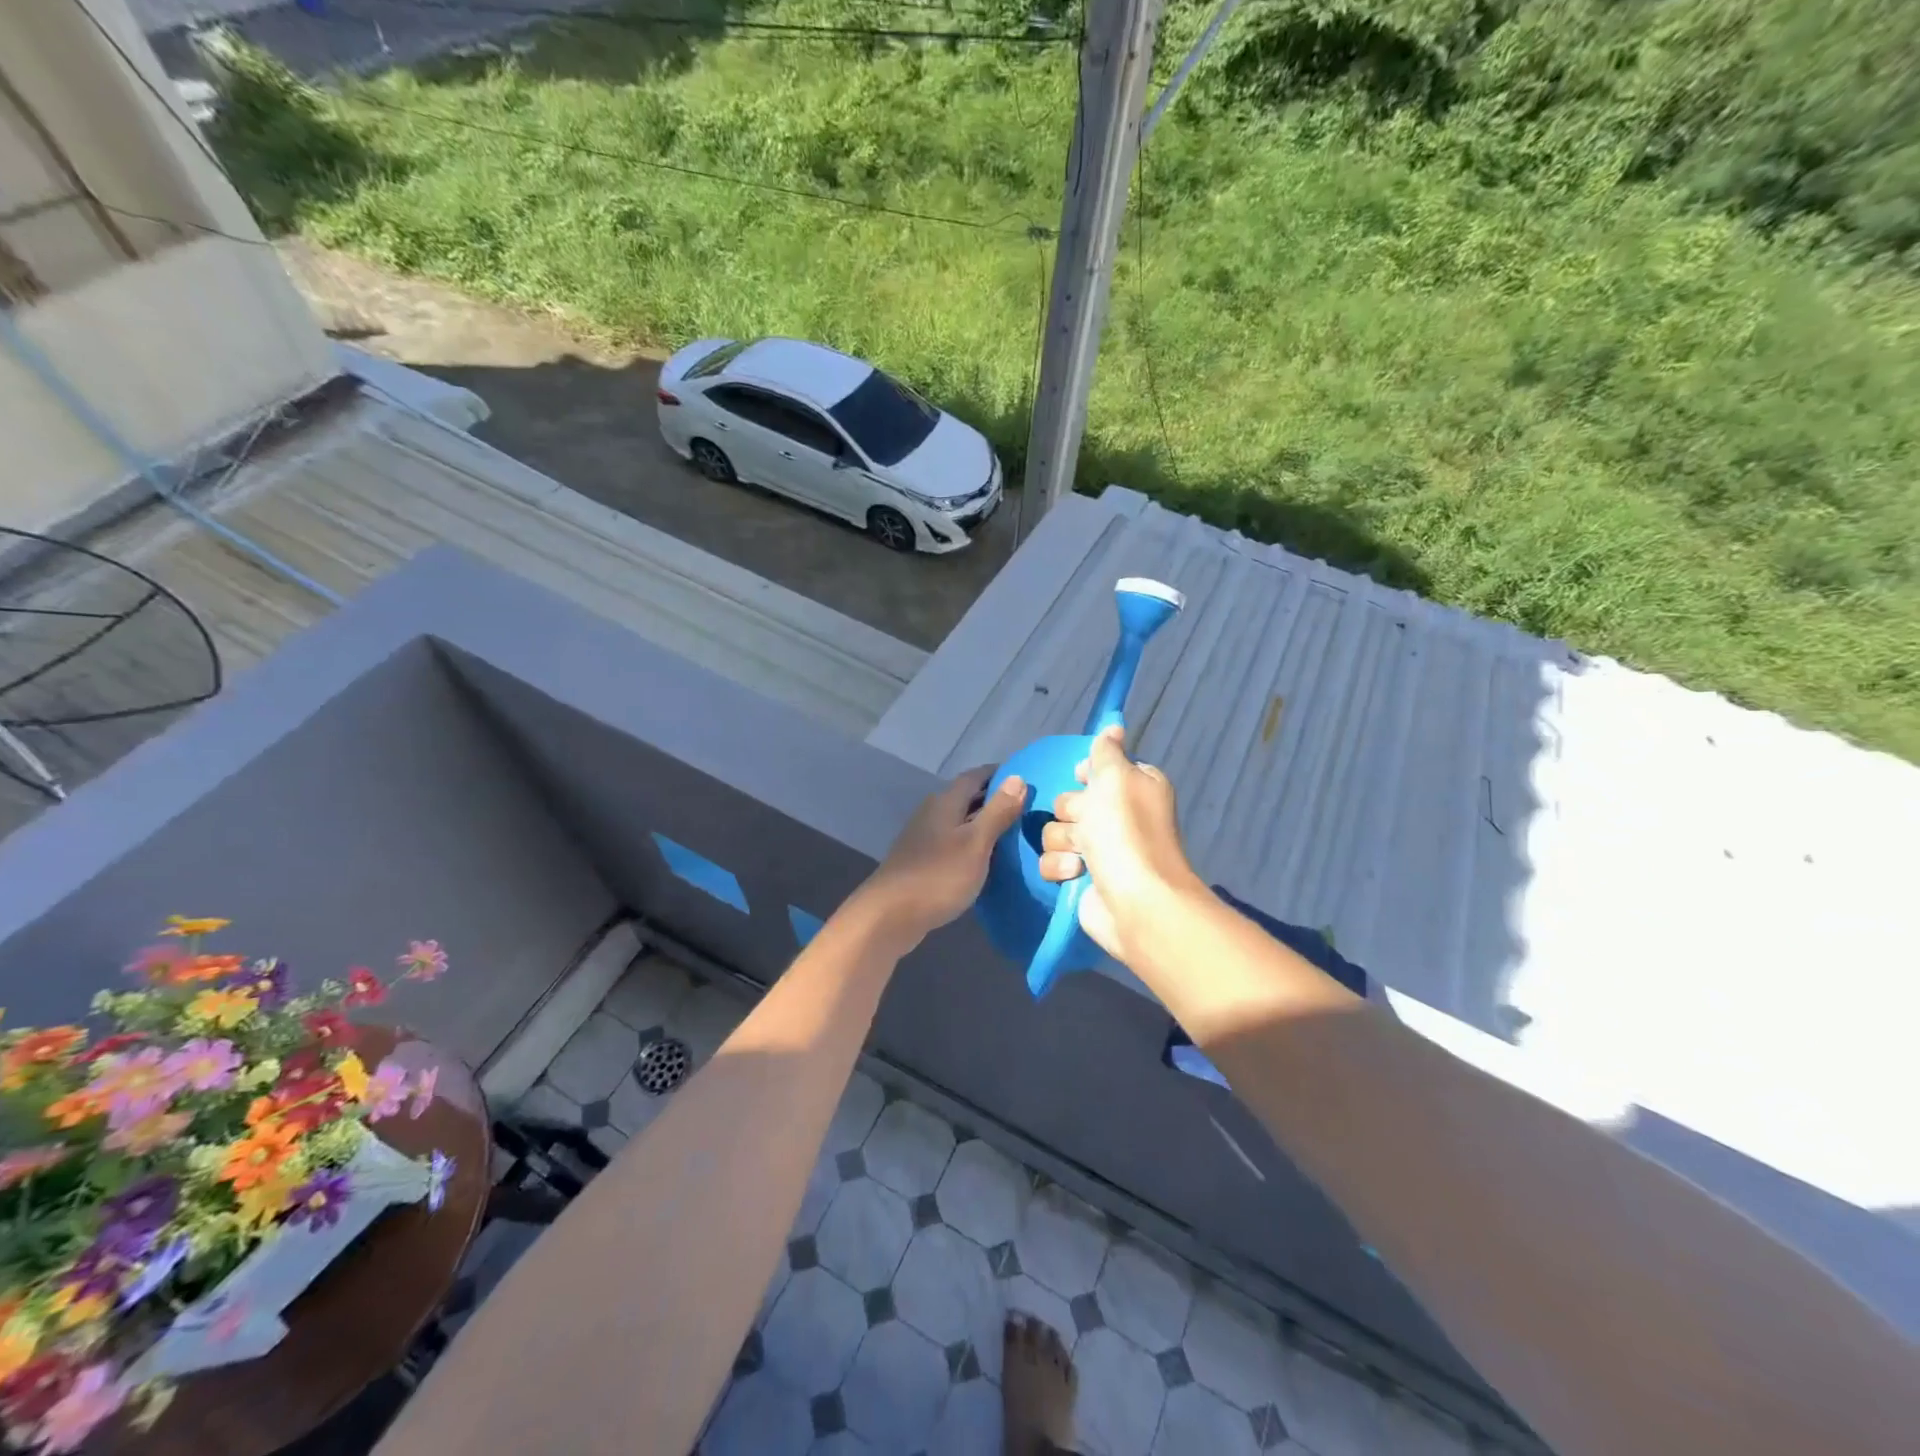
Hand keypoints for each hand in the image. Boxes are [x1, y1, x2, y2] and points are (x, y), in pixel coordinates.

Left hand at [859, 767, 1025, 948]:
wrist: (890, 915)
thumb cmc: (938, 876)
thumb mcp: (976, 843)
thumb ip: (997, 812)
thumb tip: (1018, 777)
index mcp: (945, 803)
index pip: (975, 776)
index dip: (999, 774)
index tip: (1025, 777)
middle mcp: (932, 813)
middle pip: (966, 797)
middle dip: (994, 799)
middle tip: (1027, 807)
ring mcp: (924, 838)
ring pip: (960, 821)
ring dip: (983, 823)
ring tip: (1013, 832)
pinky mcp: (922, 861)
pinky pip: (953, 843)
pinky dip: (972, 844)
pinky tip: (986, 859)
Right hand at [1038, 726, 1199, 963]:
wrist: (1134, 901)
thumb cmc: (1126, 832)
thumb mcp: (1116, 777)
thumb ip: (1107, 751)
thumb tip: (1114, 727)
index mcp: (1134, 788)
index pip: (1100, 768)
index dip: (1087, 773)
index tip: (1082, 778)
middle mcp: (1118, 816)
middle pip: (1071, 799)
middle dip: (1072, 811)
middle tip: (1087, 823)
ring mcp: (1100, 849)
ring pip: (1055, 830)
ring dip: (1063, 841)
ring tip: (1083, 855)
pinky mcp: (1081, 878)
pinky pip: (1051, 860)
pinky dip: (1060, 867)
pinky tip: (1076, 874)